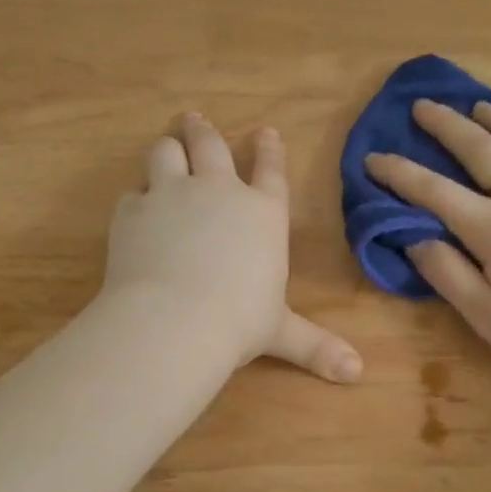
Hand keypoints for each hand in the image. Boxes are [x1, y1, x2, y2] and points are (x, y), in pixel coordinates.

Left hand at [101, 112, 361, 382]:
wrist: (174, 319)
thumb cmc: (238, 322)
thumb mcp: (281, 332)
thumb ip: (316, 346)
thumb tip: (358, 373)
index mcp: (262, 213)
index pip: (270, 170)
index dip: (269, 149)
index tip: (265, 131)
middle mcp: (218, 191)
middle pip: (211, 145)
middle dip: (204, 130)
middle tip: (195, 118)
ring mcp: (172, 194)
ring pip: (166, 152)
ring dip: (168, 147)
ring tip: (166, 146)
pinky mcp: (133, 210)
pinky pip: (132, 192)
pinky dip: (136, 197)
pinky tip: (135, 206)